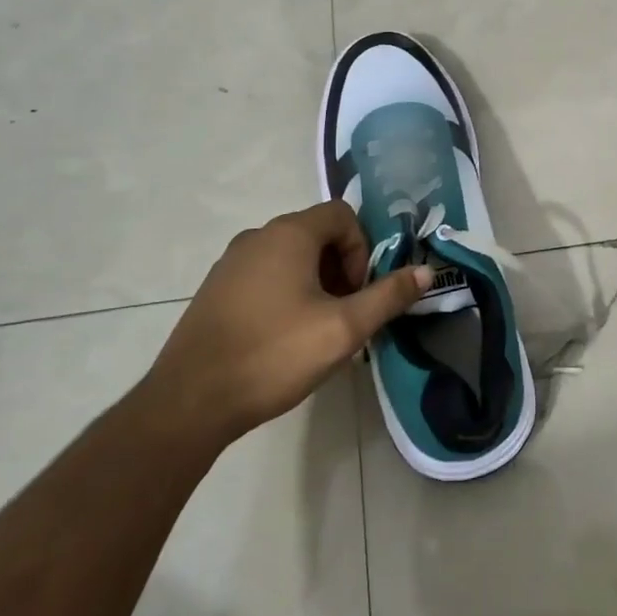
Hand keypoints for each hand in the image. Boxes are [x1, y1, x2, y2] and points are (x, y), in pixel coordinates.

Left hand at [142, 201, 428, 442]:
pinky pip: (264, 274)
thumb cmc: (274, 355)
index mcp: (289, 234)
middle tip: (345, 314)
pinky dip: (285, 293)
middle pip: (316, 234)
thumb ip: (388, 296)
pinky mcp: (215, 289)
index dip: (362, 249)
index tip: (358, 293)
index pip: (342, 215)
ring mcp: (231, 262)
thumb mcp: (343, 329)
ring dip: (315, 282)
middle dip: (341, 268)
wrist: (190, 401)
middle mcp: (258, 236)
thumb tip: (426, 271)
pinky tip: (283, 337)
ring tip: (317, 330)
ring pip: (290, 256)